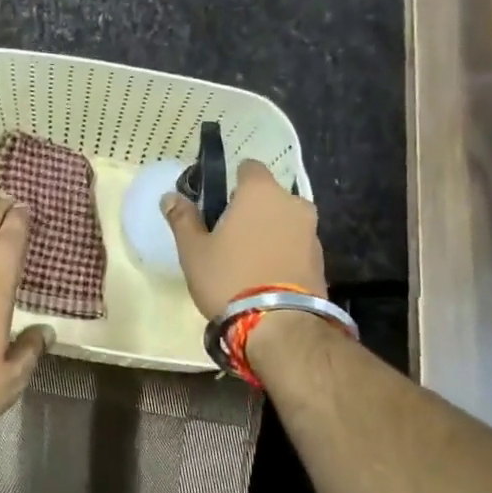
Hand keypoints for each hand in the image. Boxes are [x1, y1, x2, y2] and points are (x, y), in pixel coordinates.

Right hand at [161, 159, 324, 317]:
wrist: (281, 325)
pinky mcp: (321, 259)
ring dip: (269, 231)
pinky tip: (265, 275)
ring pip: (284, 221)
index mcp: (260, 192)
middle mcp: (292, 203)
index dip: (232, 180)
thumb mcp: (193, 250)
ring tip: (247, 259)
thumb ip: (182, 219)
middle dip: (251, 209)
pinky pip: (296, 244)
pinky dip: (282, 252)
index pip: (249, 167)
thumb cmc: (229, 277)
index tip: (218, 202)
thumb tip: (170, 197)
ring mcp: (311, 232)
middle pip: (268, 196)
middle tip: (228, 234)